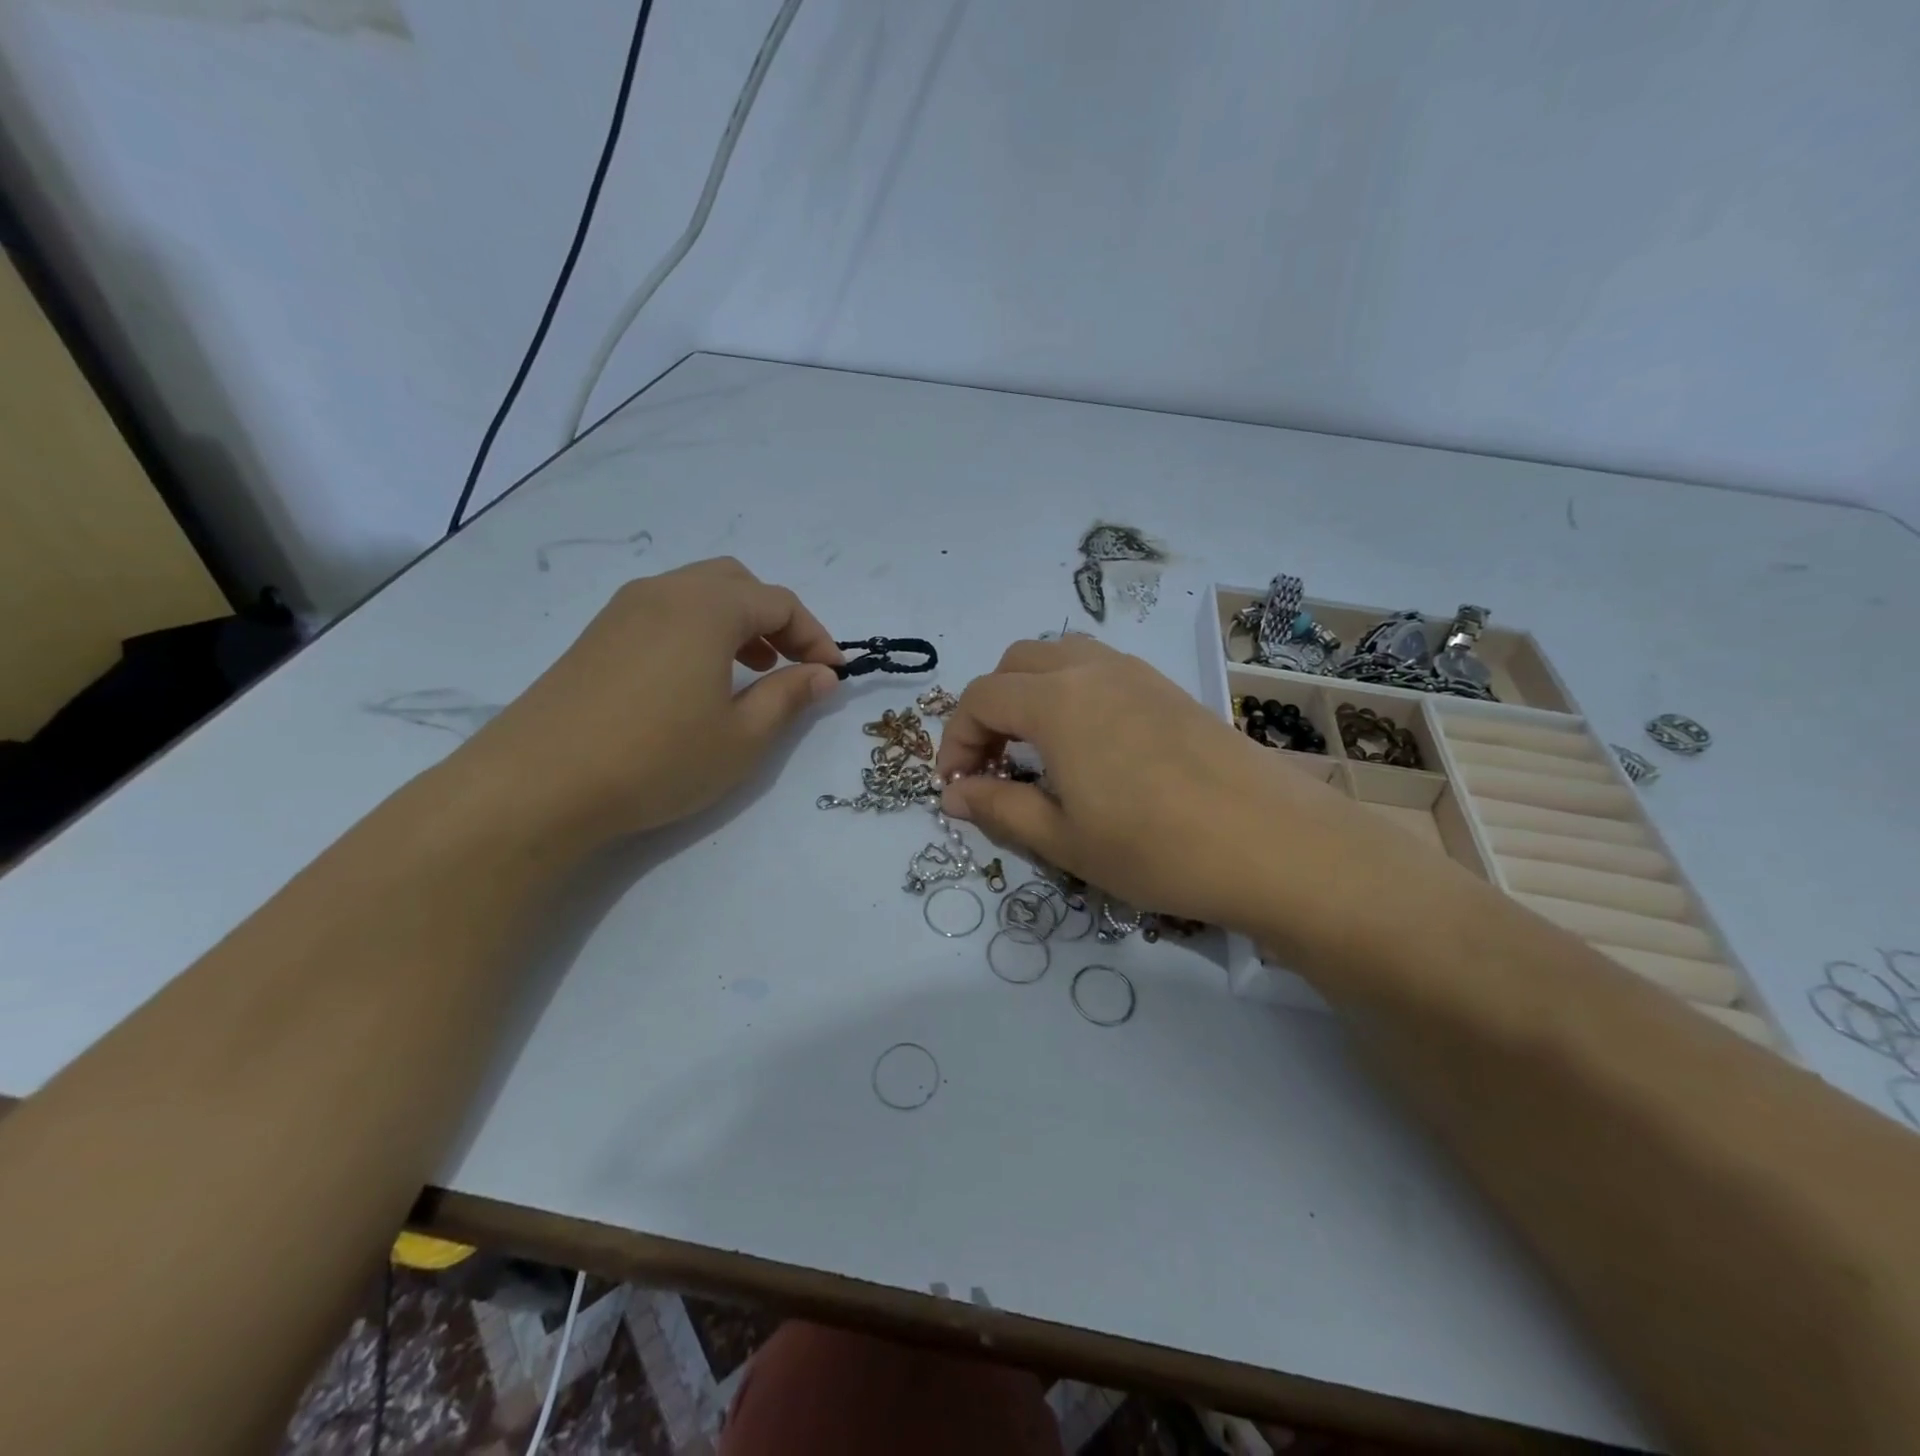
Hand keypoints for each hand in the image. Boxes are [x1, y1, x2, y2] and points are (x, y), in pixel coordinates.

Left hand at [464, 558, 840, 842]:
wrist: (537, 784)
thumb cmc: (658, 758)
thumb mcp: (743, 737)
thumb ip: (789, 697)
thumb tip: (822, 674)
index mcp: (707, 607)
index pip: (780, 603)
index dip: (815, 636)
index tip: (834, 673)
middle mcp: (665, 592)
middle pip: (737, 583)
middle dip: (776, 619)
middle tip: (792, 665)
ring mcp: (624, 610)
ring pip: (697, 594)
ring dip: (736, 623)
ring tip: (751, 671)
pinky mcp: (597, 636)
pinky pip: (664, 613)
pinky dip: (698, 631)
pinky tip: (697, 680)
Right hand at [935, 636, 1398, 937]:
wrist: (1273, 843)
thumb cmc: (1155, 847)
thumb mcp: (1063, 839)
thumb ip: (998, 807)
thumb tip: (951, 794)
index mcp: (1057, 700)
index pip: (981, 698)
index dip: (956, 739)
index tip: (957, 786)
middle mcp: (1092, 669)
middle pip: (1016, 664)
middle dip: (989, 709)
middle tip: (994, 765)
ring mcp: (1137, 673)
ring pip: (1060, 657)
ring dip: (1031, 693)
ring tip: (1037, 750)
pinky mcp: (1169, 688)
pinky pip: (1100, 670)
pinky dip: (1071, 693)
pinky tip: (1090, 746)